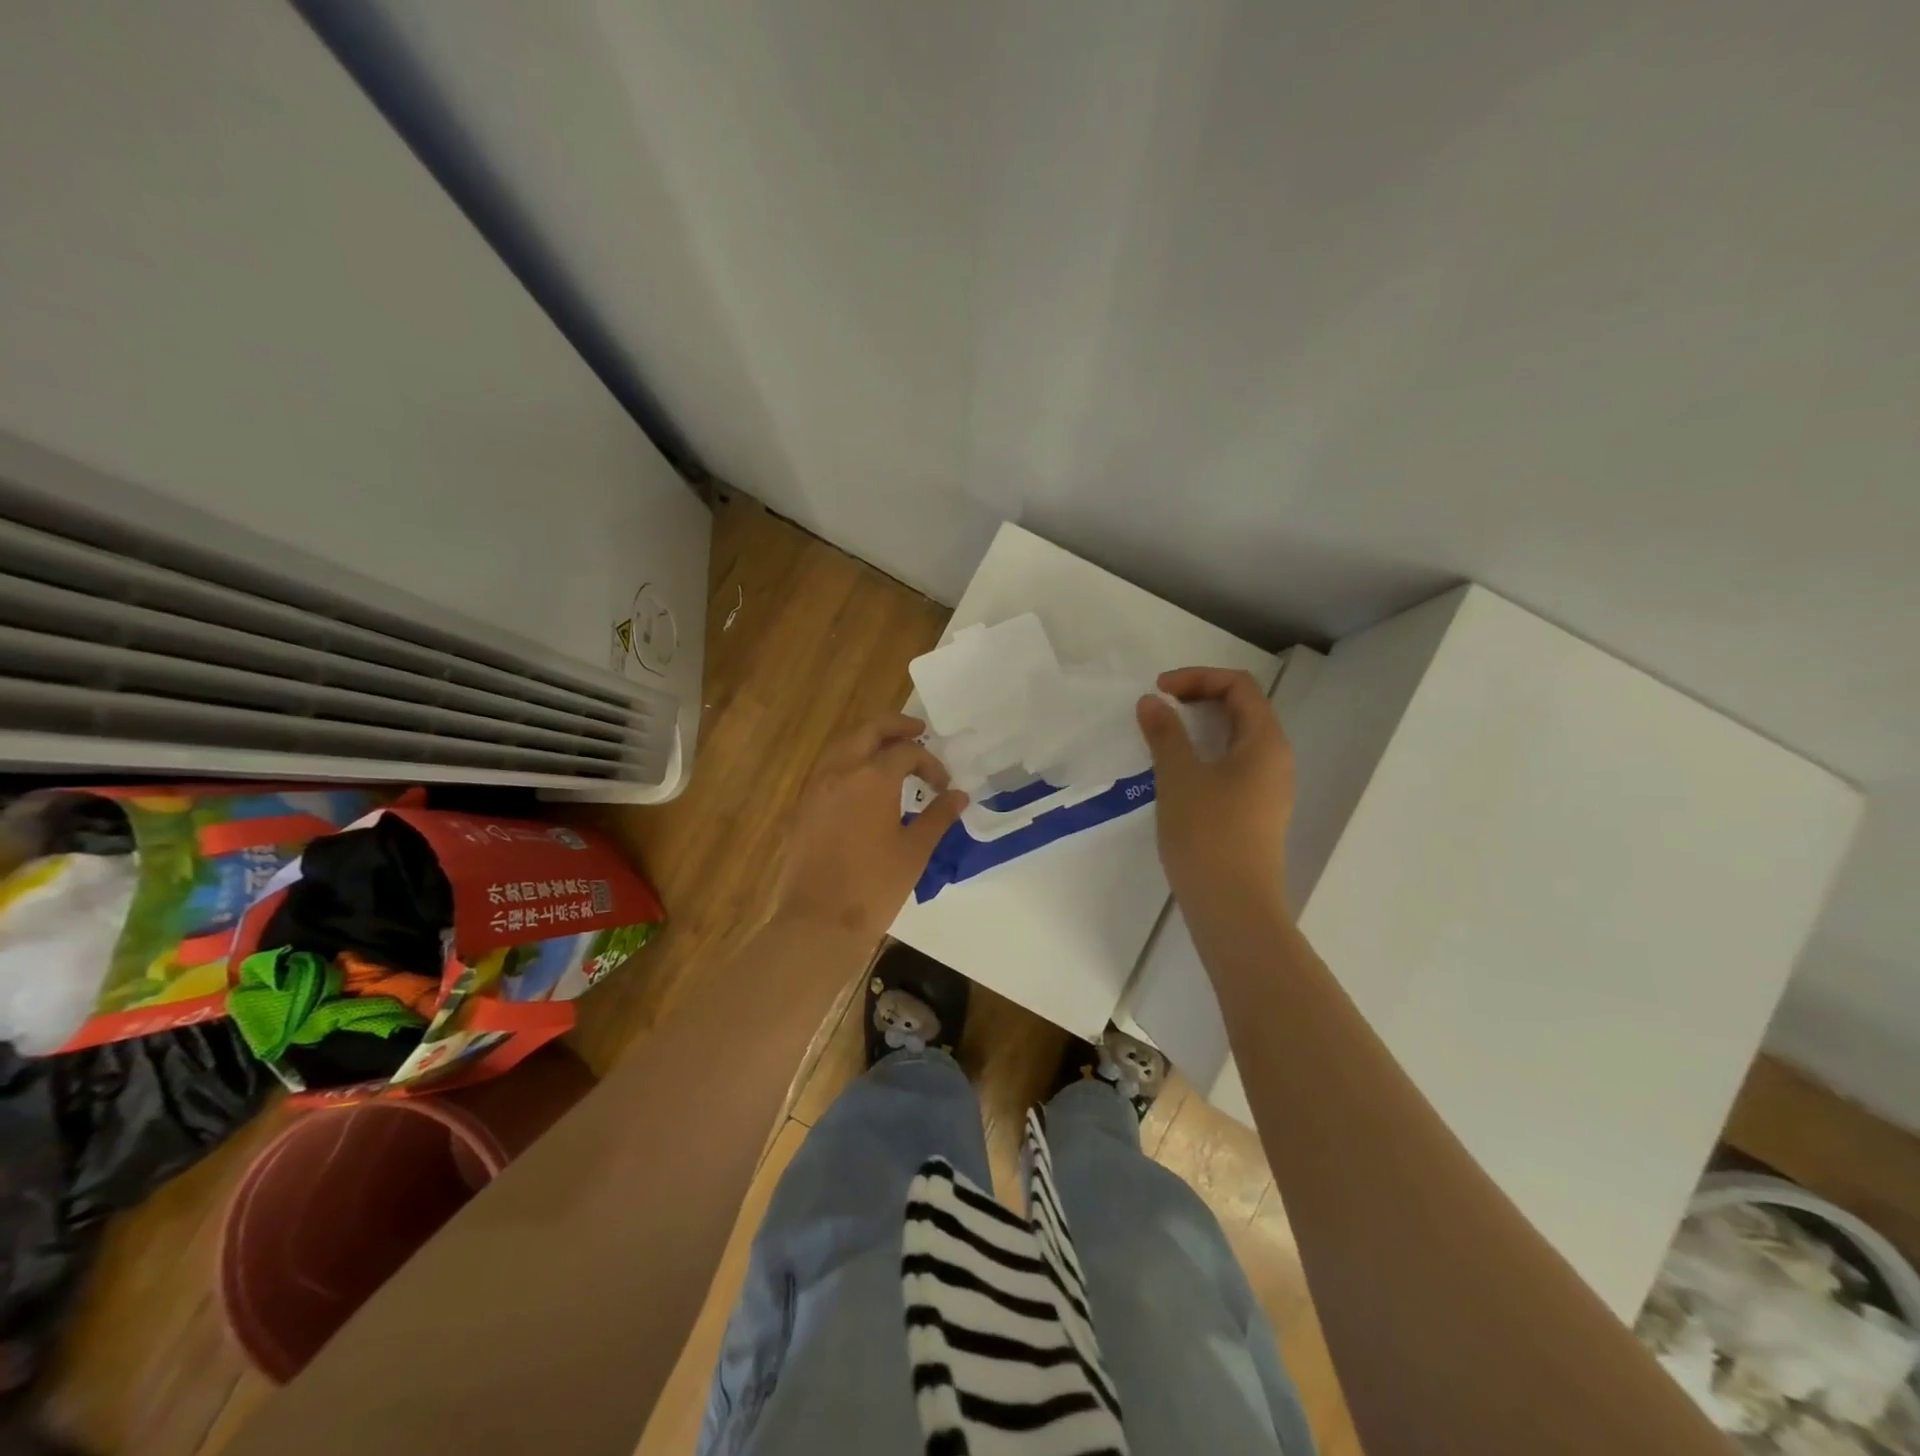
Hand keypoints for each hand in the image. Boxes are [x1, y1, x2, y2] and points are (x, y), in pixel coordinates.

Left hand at [772, 714, 968, 937]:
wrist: (819, 920)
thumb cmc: (874, 885)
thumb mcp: (915, 850)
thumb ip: (938, 816)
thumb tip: (958, 795)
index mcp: (871, 777)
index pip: (906, 752)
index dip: (930, 763)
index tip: (944, 786)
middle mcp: (840, 771)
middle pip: (868, 731)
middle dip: (895, 727)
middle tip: (918, 731)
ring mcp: (816, 788)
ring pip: (844, 746)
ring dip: (869, 742)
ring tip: (892, 754)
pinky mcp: (804, 807)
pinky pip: (829, 770)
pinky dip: (850, 763)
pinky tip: (864, 785)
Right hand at [1137, 667, 1294, 924]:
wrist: (1233, 907)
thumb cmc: (1207, 834)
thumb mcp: (1179, 777)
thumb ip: (1165, 733)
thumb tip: (1152, 702)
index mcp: (1265, 742)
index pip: (1239, 686)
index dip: (1198, 678)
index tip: (1159, 691)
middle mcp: (1275, 760)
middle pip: (1242, 709)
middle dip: (1199, 698)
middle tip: (1159, 708)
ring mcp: (1269, 789)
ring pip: (1237, 740)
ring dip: (1200, 727)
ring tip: (1163, 737)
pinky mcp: (1256, 813)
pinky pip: (1233, 766)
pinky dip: (1205, 754)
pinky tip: (1177, 772)